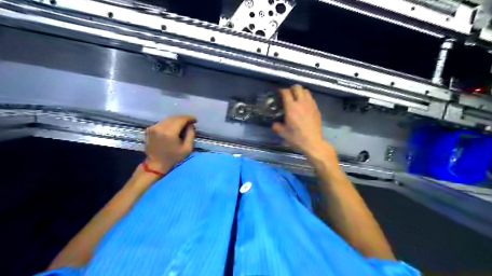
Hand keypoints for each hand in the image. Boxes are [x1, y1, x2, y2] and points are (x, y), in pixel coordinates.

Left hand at [143, 115, 197, 173]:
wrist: (155, 164)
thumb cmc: (173, 158)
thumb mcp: (187, 148)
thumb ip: (191, 134)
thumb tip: (190, 125)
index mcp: (169, 133)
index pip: (181, 119)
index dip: (189, 118)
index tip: (195, 120)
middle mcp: (160, 127)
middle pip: (174, 117)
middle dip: (183, 118)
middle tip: (190, 122)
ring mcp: (153, 127)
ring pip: (168, 119)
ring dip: (176, 120)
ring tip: (183, 125)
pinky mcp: (149, 129)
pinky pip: (162, 122)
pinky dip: (169, 123)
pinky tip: (173, 128)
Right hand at [273, 84, 330, 156]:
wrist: (312, 142)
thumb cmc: (296, 137)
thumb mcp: (283, 133)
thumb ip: (277, 126)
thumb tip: (275, 123)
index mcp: (291, 107)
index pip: (286, 92)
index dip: (281, 91)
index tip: (279, 93)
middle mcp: (301, 103)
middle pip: (297, 87)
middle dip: (291, 88)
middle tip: (288, 94)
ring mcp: (310, 104)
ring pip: (306, 91)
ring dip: (300, 92)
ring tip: (297, 98)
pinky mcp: (316, 108)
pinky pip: (311, 98)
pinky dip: (306, 98)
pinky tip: (304, 106)